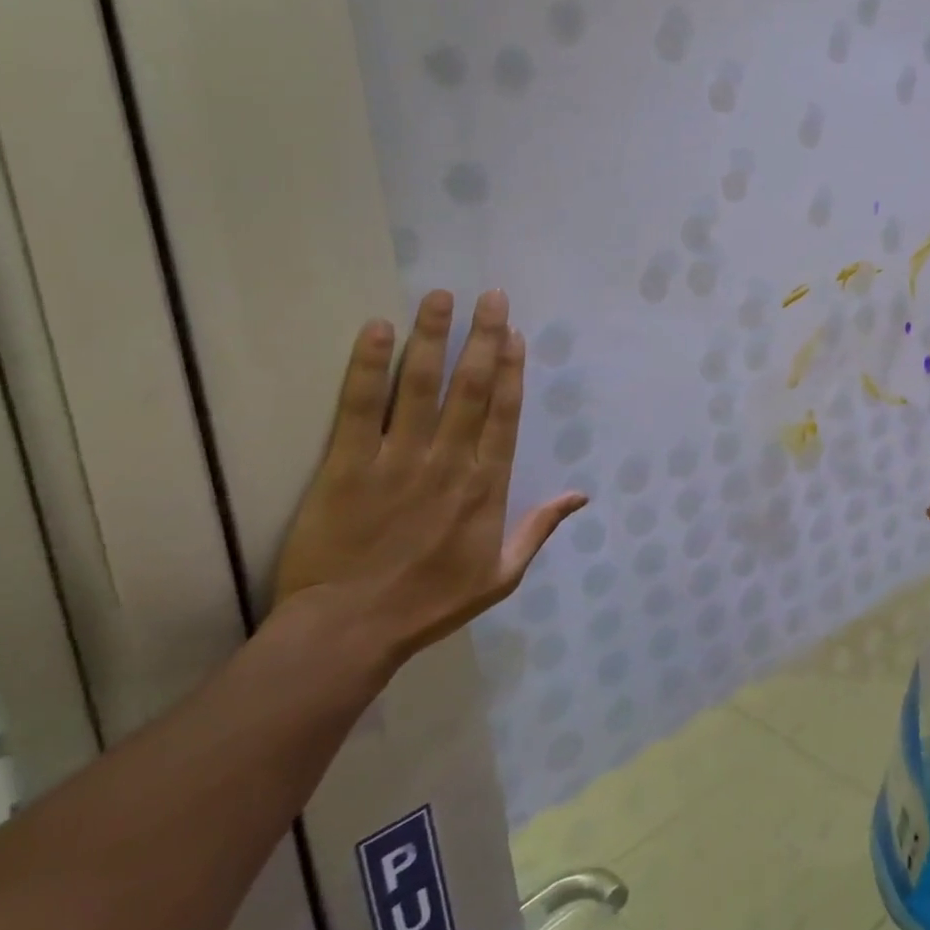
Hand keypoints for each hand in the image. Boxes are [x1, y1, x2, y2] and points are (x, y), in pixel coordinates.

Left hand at [271, 288, 586, 673]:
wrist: (348, 632)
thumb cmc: (429, 603)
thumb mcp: (502, 575)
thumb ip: (540, 528)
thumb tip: (581, 494)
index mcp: (487, 486)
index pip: (504, 413)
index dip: (512, 369)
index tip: (515, 333)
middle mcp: (450, 461)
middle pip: (472, 388)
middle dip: (483, 338)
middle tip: (490, 296)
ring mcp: (398, 460)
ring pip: (421, 386)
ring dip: (433, 338)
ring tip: (439, 298)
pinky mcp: (347, 466)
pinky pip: (360, 408)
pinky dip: (369, 367)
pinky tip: (377, 330)